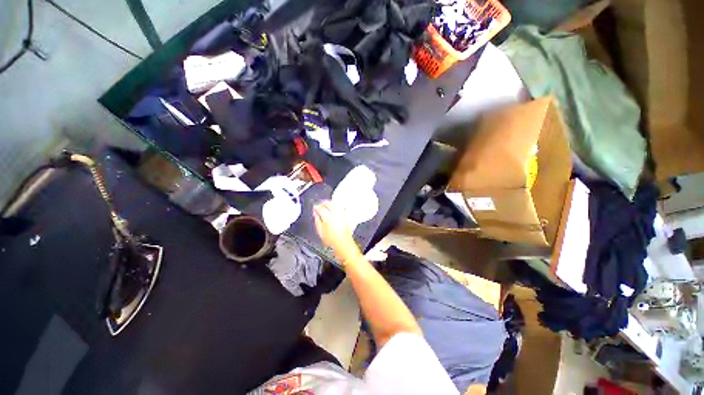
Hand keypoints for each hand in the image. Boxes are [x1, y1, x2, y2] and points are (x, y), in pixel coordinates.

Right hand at [313, 201, 360, 261]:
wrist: (343, 244)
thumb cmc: (332, 240)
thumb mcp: (320, 230)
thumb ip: (317, 219)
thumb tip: (315, 214)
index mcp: (327, 216)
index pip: (320, 207)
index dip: (316, 207)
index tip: (315, 208)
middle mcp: (335, 213)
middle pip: (328, 203)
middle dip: (323, 203)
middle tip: (319, 205)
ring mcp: (342, 214)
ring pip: (335, 204)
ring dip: (330, 204)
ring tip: (326, 206)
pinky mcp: (346, 216)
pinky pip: (340, 208)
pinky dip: (336, 207)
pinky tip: (334, 210)